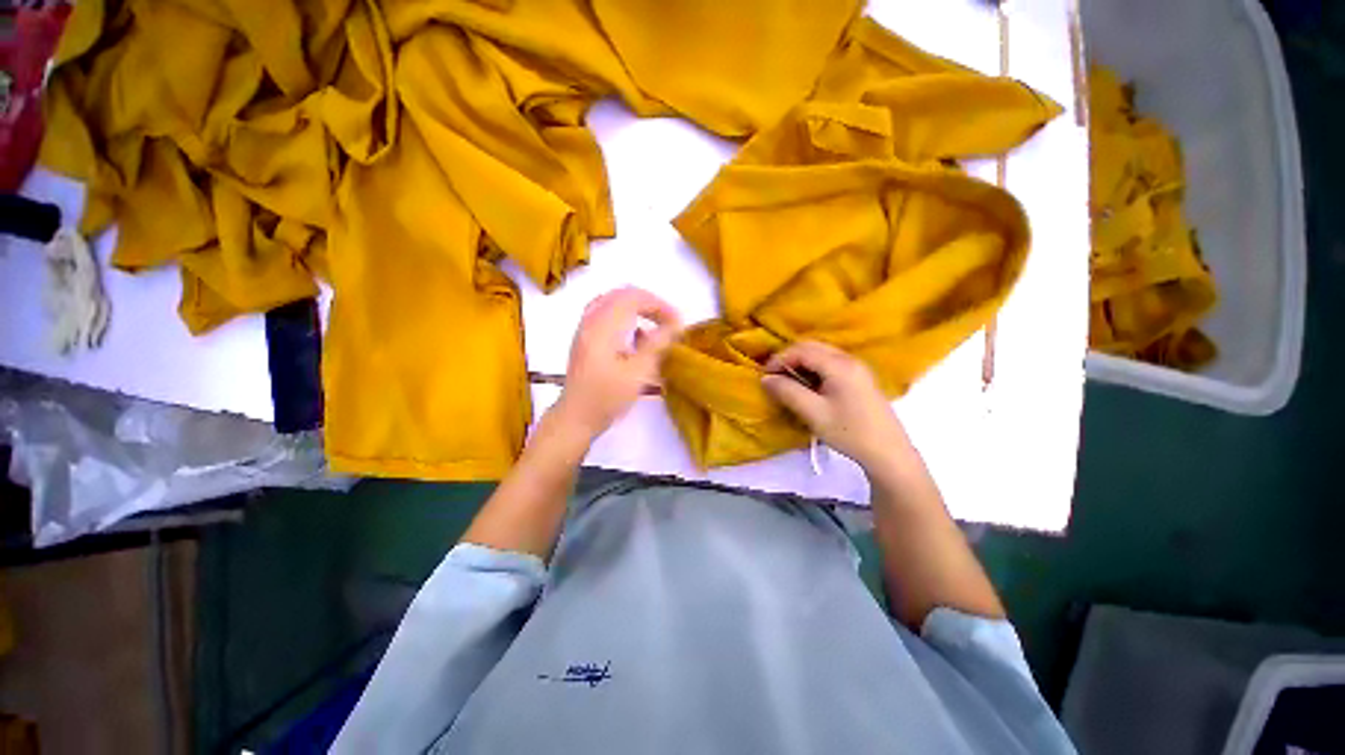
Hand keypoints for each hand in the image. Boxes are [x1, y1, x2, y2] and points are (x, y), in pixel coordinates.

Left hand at [554, 287, 682, 439]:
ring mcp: (585, 330)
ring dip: (637, 309)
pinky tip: (636, 337)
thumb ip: (656, 346)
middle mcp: (591, 322)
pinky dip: (625, 317)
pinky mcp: (585, 339)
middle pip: (621, 295)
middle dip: (649, 304)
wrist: (575, 418)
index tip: (676, 322)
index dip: (658, 305)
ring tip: (655, 325)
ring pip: (612, 302)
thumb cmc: (606, 398)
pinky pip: (606, 314)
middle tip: (668, 320)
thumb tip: (674, 325)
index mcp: (602, 328)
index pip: (632, 298)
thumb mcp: (636, 374)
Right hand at [761, 341, 912, 476]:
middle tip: (774, 377)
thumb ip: (788, 392)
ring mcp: (857, 368)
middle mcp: (849, 359)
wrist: (888, 453)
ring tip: (787, 382)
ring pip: (821, 354)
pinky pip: (830, 364)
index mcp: (839, 365)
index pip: (802, 350)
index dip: (780, 359)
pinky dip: (813, 369)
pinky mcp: (859, 378)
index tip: (765, 376)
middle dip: (789, 358)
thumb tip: (765, 379)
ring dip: (801, 363)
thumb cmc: (850, 433)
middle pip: (812, 347)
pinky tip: (808, 386)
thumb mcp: (814, 413)